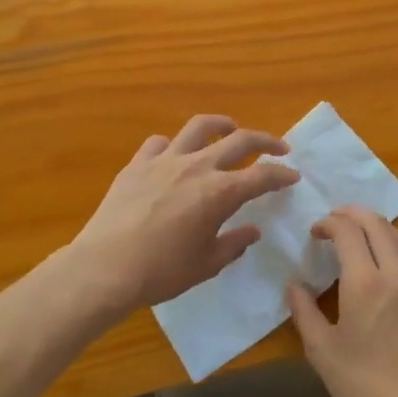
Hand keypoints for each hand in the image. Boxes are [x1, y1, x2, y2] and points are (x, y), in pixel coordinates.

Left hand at [70, 115, 298, 315]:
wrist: (105, 267)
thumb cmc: (161, 272)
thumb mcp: (206, 264)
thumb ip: (234, 244)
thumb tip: (252, 230)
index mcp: (220, 192)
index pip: (262, 176)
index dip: (281, 175)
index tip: (293, 176)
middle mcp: (197, 166)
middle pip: (240, 140)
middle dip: (265, 141)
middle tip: (279, 147)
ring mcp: (165, 160)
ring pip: (200, 127)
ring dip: (222, 124)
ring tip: (230, 129)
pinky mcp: (137, 164)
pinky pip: (160, 143)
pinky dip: (173, 145)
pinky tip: (174, 155)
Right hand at [286, 206, 397, 396]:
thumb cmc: (361, 386)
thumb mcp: (321, 350)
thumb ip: (304, 311)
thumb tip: (294, 286)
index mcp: (366, 282)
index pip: (348, 231)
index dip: (329, 223)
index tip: (316, 231)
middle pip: (379, 225)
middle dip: (355, 214)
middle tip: (337, 219)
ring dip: (379, 231)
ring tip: (362, 236)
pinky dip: (396, 261)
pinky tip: (386, 281)